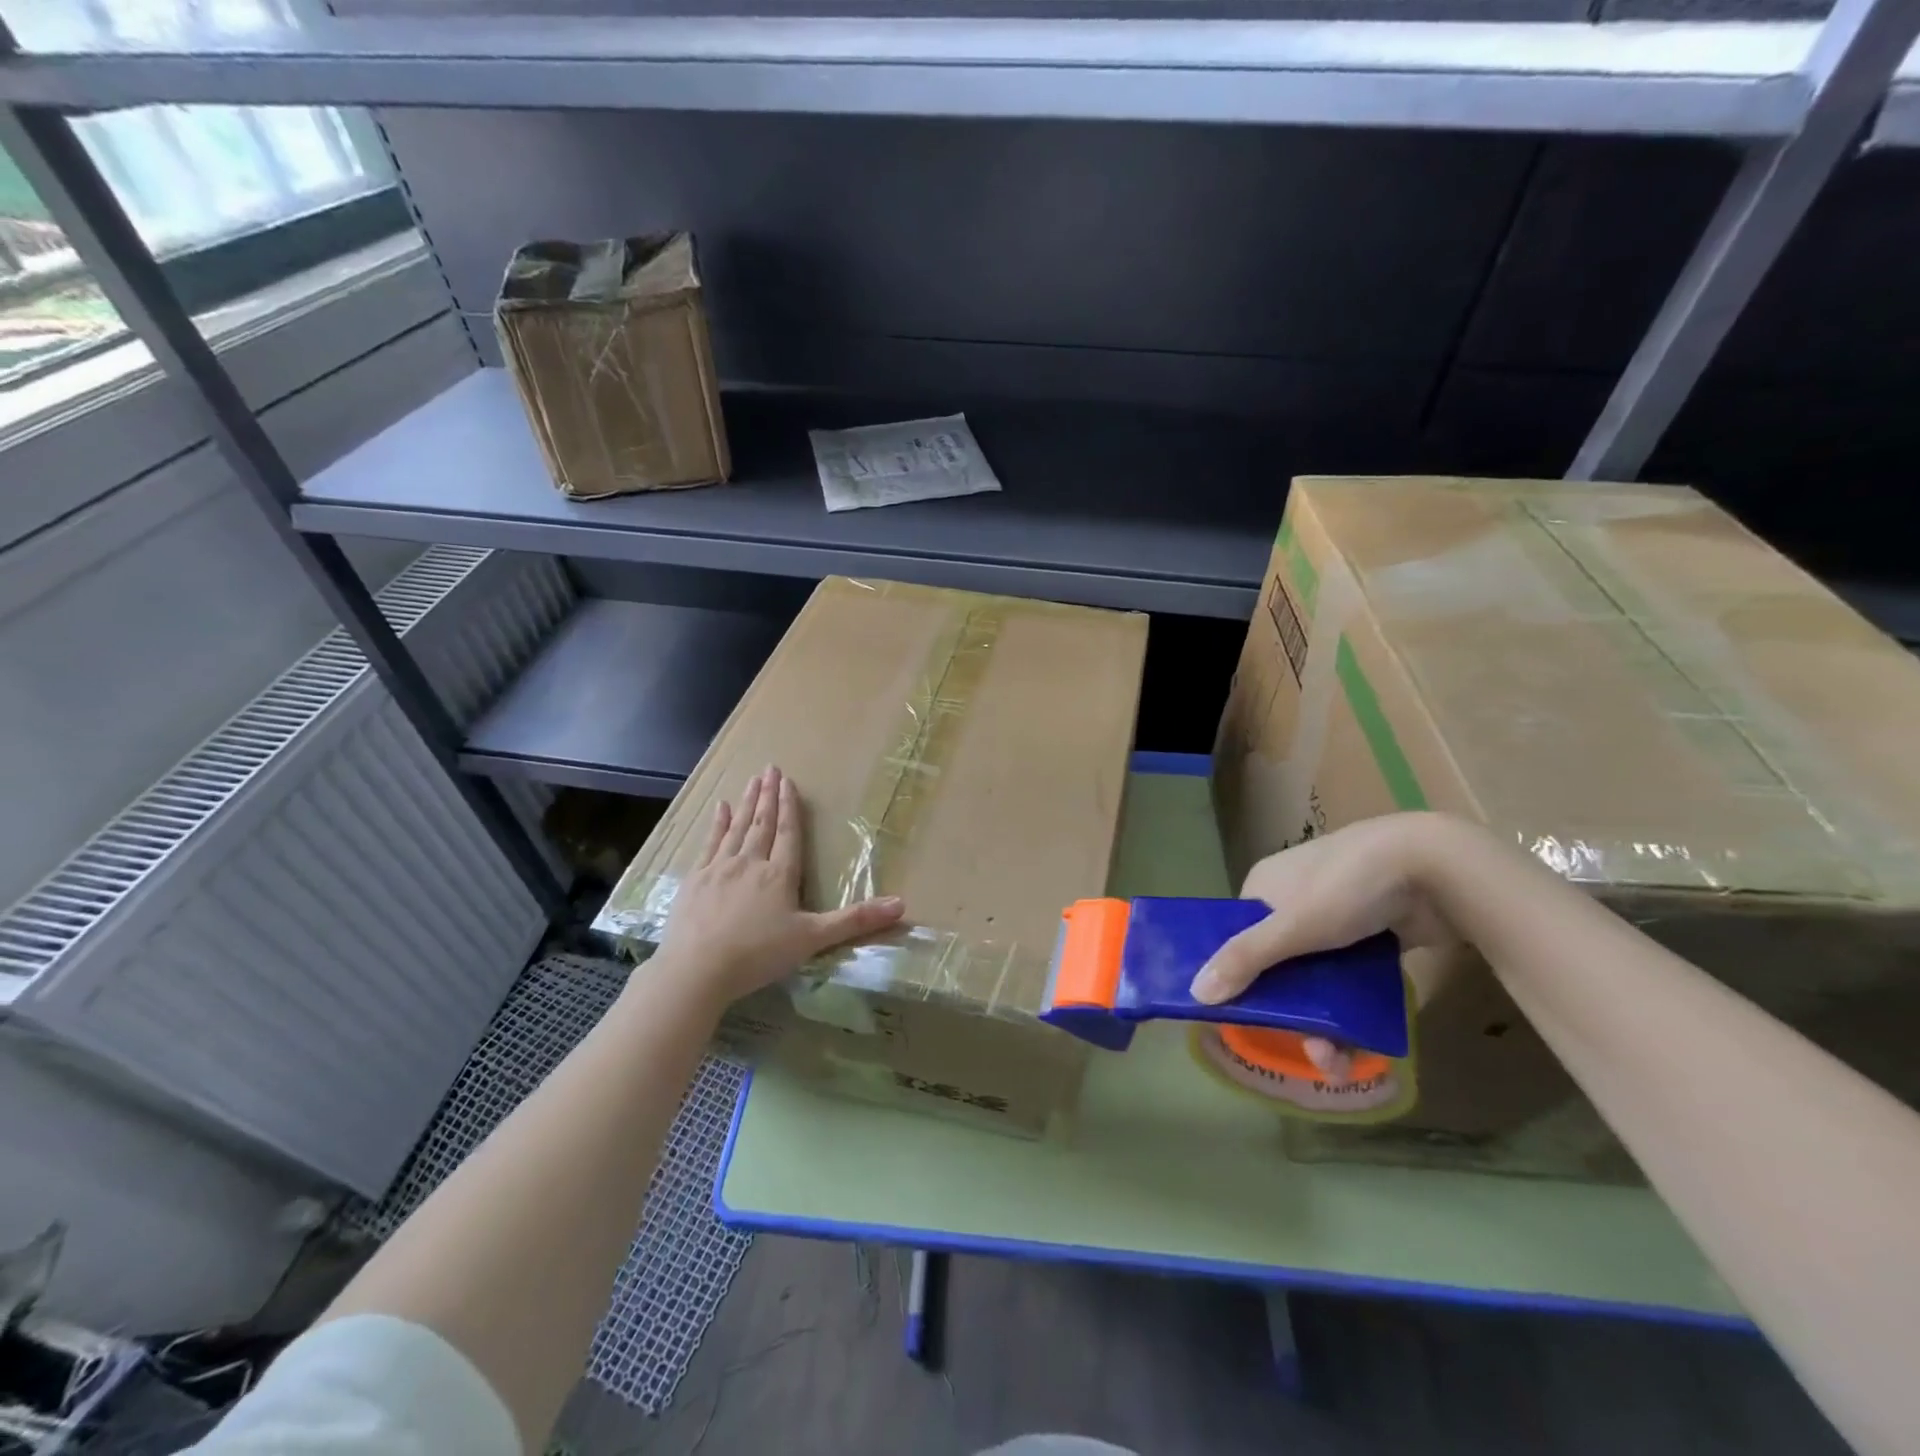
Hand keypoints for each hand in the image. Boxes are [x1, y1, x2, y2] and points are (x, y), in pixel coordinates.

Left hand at [655, 765, 905, 1005]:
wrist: (696, 969)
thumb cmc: (758, 955)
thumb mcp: (812, 939)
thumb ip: (855, 920)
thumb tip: (902, 904)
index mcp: (779, 875)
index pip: (788, 834)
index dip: (790, 807)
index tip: (788, 782)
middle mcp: (750, 863)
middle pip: (762, 824)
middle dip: (768, 796)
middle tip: (770, 769)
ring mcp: (719, 869)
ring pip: (737, 829)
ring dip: (746, 804)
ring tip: (752, 781)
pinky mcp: (695, 881)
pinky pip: (709, 844)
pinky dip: (717, 824)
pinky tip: (720, 809)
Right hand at [1189, 814, 1462, 1079]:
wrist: (1435, 866)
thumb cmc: (1347, 888)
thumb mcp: (1291, 927)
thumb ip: (1245, 960)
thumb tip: (1194, 993)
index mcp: (1266, 886)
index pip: (1239, 936)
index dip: (1240, 977)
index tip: (1248, 1018)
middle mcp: (1296, 898)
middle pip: (1280, 963)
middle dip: (1292, 1012)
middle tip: (1311, 1052)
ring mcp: (1338, 915)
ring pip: (1318, 975)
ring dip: (1325, 1020)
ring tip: (1340, 1063)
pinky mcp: (1375, 932)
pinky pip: (1352, 976)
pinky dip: (1353, 1006)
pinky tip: (1362, 1040)